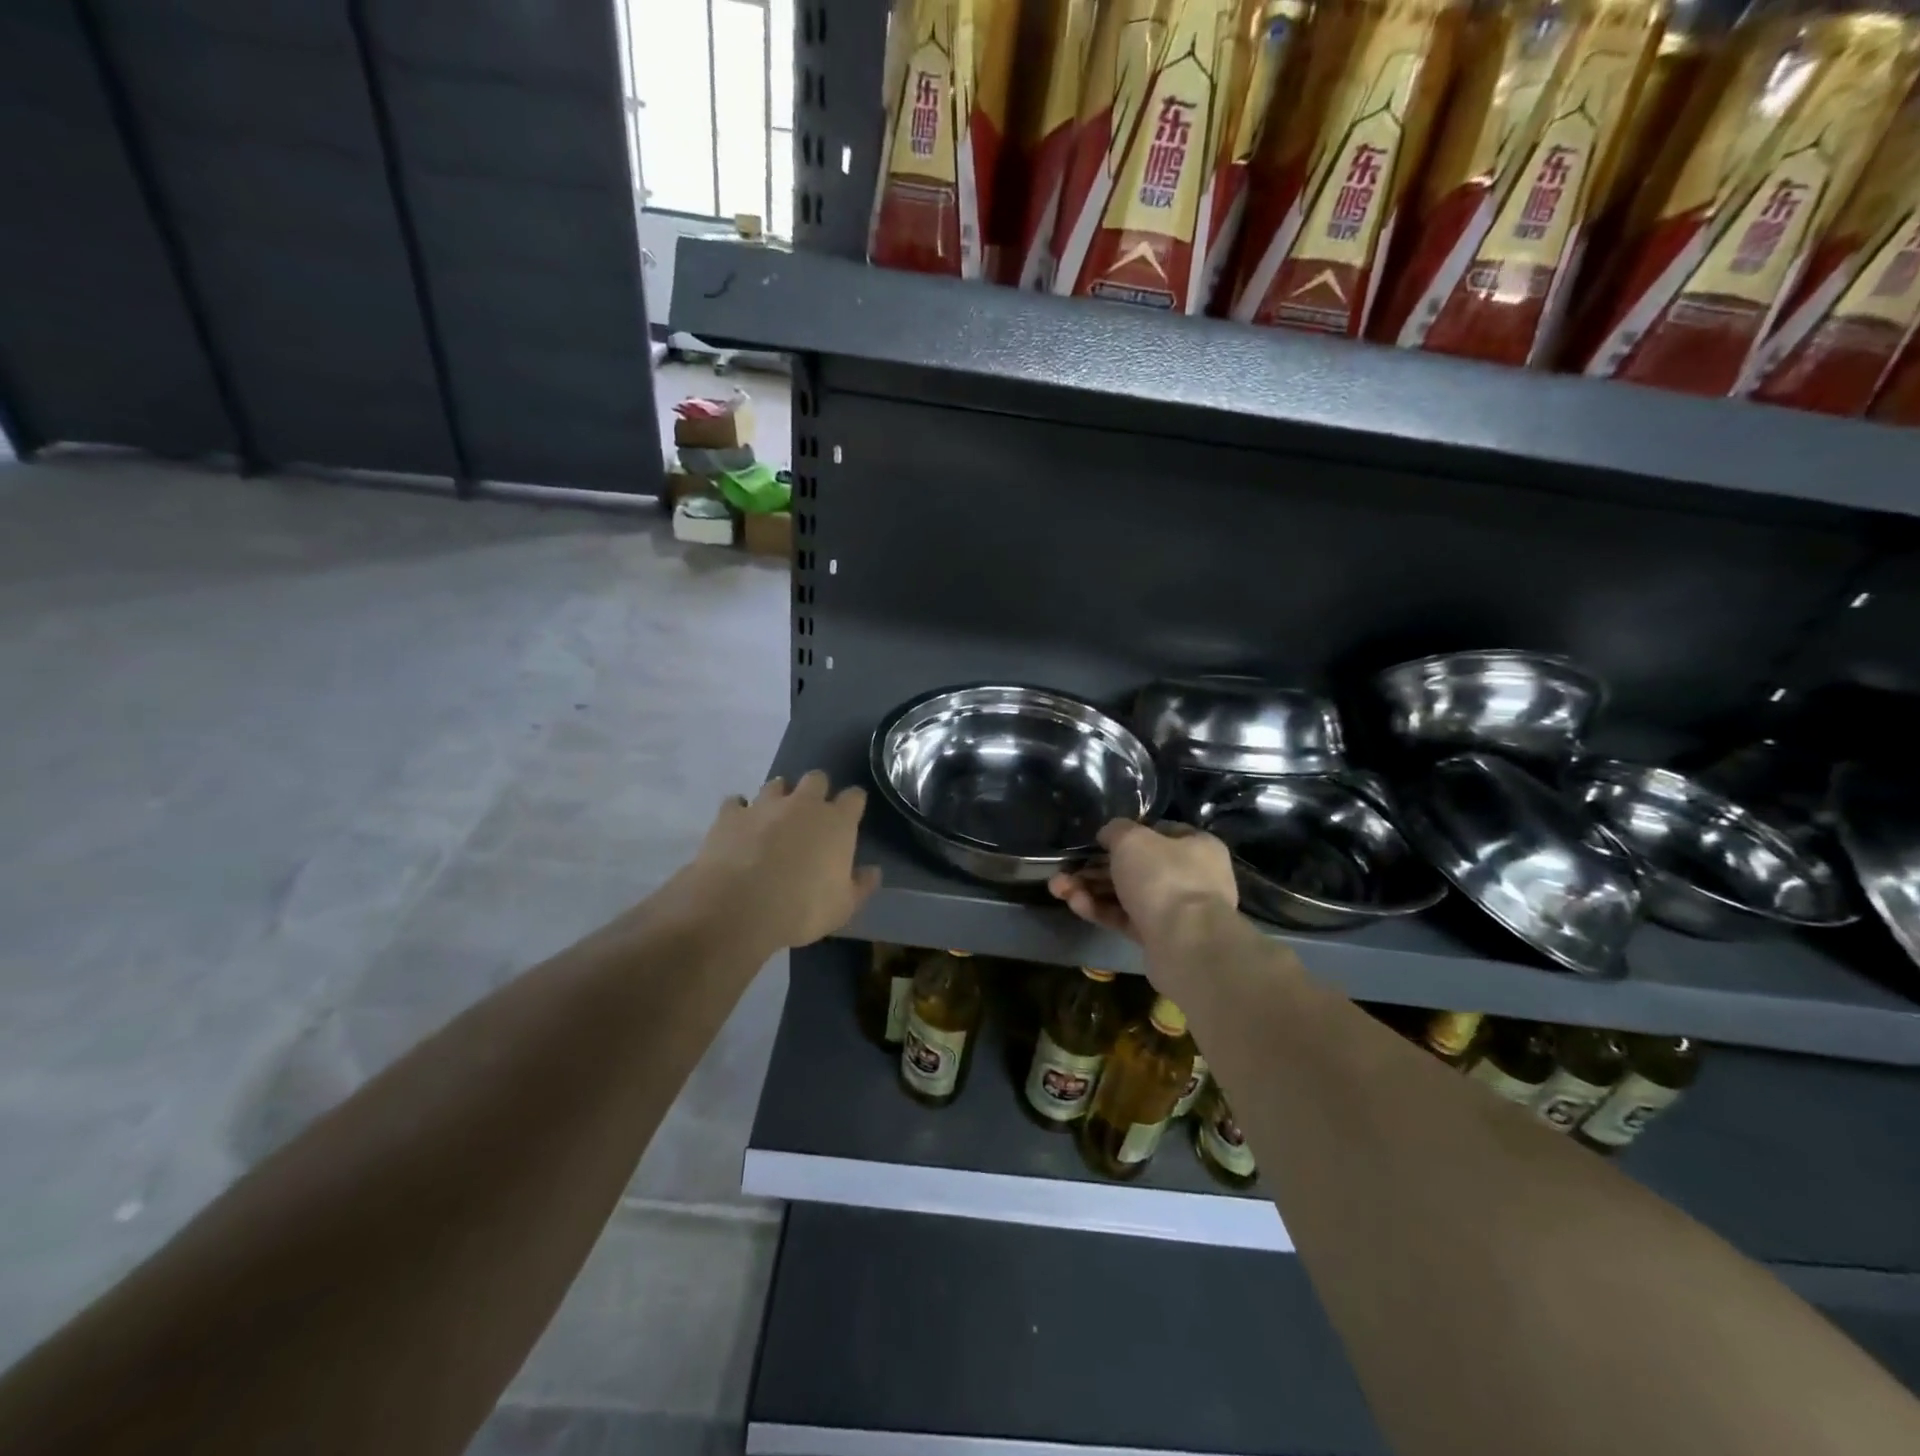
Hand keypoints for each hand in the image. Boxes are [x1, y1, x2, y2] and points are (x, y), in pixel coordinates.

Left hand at [683, 771, 880, 948]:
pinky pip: (735, 803)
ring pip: (776, 785)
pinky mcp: (730, 815)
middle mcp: (803, 804)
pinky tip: (739, 826)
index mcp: (837, 822)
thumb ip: (861, 885)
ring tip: (774, 818)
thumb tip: (872, 871)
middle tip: (811, 814)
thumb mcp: (843, 907)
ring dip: (779, 796)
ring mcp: (764, 805)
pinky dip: (739, 811)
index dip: (853, 804)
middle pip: (816, 778)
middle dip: (816, 790)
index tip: (850, 816)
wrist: (739, 909)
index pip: (854, 797)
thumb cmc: (802, 910)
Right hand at [1048, 819, 1235, 946]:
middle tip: (1065, 868)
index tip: (1099, 840)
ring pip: (1127, 894)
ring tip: (1057, 887)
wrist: (1186, 944)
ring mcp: (1176, 910)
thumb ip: (1115, 831)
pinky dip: (1100, 910)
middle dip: (1096, 867)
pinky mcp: (1159, 937)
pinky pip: (1126, 918)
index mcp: (1197, 846)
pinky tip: (1074, 904)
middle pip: (1136, 866)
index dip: (1127, 834)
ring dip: (1091, 889)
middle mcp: (1191, 876)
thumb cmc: (1164, 877)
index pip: (1159, 832)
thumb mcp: (1132, 839)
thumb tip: (1108, 836)